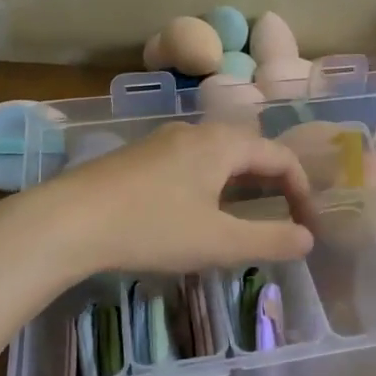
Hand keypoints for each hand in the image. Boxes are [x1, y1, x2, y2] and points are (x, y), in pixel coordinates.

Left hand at [27, 121, 317, 275]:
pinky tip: (198, 209)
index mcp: (223, 144)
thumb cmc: (151, 228)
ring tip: (247, 213)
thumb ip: (269, 240)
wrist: (68, 221)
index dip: (302, 189)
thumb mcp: (218, 242)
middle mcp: (197, 132)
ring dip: (242, 180)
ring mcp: (164, 141)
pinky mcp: (140, 156)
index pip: (280, 156)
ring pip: (219, 154)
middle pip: (250, 149)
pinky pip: (193, 160)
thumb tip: (308, 239)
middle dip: (274, 181)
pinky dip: (213, 181)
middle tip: (285, 215)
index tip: (308, 225)